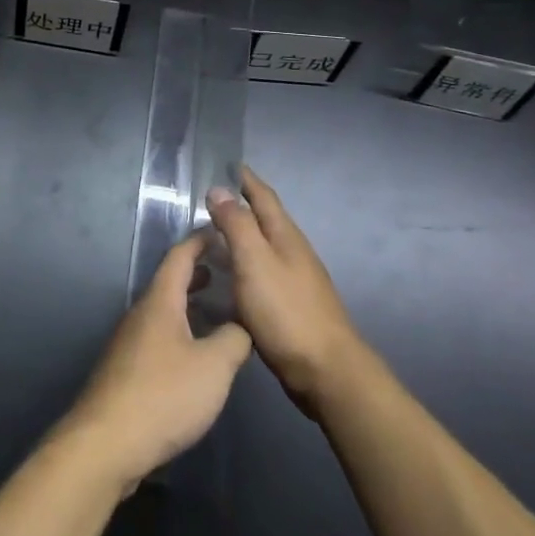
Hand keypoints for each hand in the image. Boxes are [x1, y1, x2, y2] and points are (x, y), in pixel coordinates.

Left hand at [65, 235, 251, 489]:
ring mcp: (128, 343)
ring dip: (188, 304)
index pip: (179, 257)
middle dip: (196, 273)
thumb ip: (235, 339)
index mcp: (159, 302)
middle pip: (168, 283)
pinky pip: (157, 337)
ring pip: (162, 312)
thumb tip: (241, 326)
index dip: (200, 241)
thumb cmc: (164, 395)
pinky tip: (194, 355)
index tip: (220, 230)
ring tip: (215, 310)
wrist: (107, 443)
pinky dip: (179, 330)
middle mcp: (139, 315)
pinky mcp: (125, 371)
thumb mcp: (214, 366)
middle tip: (224, 270)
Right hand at [205, 165, 361, 416]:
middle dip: (241, 206)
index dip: (246, 180)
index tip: (228, 165)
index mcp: (285, 236)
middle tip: (209, 201)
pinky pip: (261, 273)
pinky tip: (228, 279)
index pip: (264, 197)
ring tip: (211, 237)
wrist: (325, 370)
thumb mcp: (255, 262)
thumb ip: (237, 225)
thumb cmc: (286, 311)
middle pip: (265, 220)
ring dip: (241, 237)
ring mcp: (295, 280)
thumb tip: (219, 189)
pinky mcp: (290, 306)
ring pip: (263, 247)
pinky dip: (243, 266)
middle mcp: (293, 252)